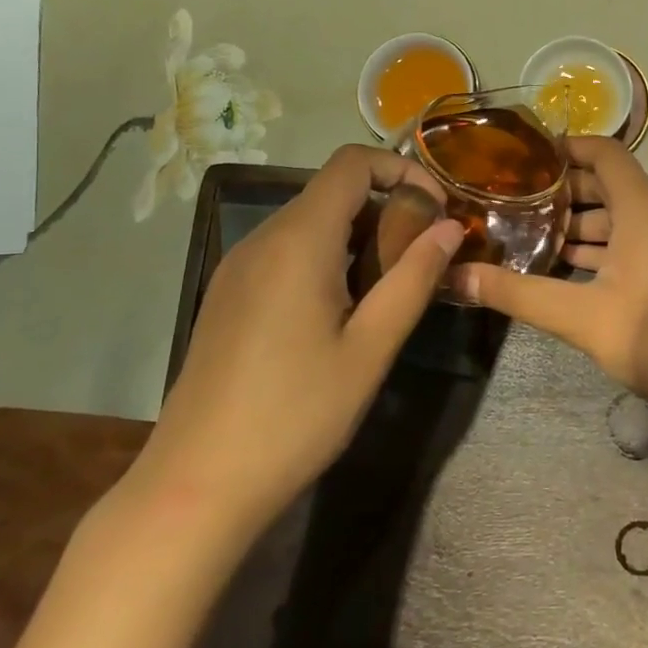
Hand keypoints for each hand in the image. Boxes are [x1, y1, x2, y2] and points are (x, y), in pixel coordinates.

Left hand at [132, 146, 461, 531]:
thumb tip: (450, 228)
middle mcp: (262, 239)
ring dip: (358, 233)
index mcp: (298, 240)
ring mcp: (238, 267)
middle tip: (424, 254)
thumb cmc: (295, 415)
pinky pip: (286, 250)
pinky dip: (326, 255)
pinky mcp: (228, 295)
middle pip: (332, 190)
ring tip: (391, 283)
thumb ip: (414, 279)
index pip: (351, 163)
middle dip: (387, 206)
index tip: (437, 208)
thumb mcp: (370, 348)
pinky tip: (343, 308)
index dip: (401, 169)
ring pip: (309, 221)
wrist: (197, 484)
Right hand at [455, 137, 647, 411]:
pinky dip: (596, 248)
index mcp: (642, 210)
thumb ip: (519, 295)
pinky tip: (562, 269)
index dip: (567, 146)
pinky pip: (628, 244)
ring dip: (576, 223)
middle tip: (511, 198)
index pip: (605, 152)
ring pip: (616, 218)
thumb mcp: (581, 317)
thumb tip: (457, 276)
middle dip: (561, 189)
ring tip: (526, 233)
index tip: (523, 156)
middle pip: (607, 184)